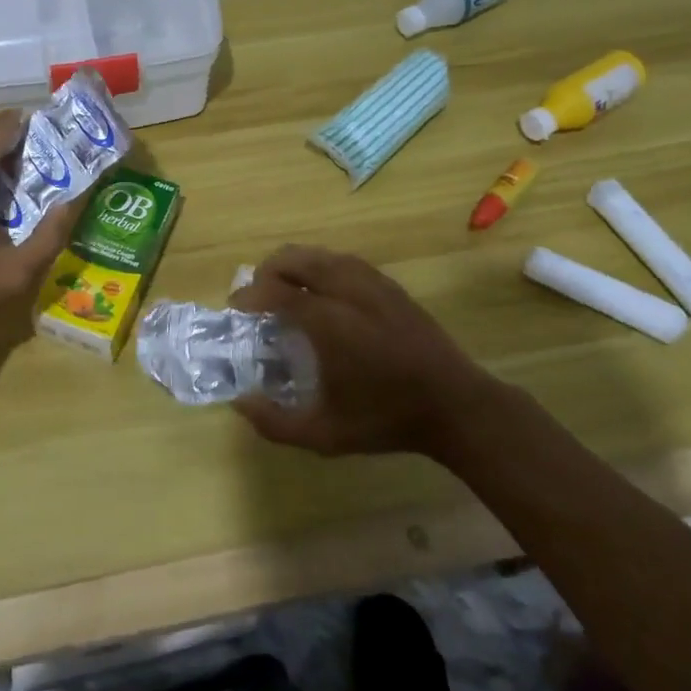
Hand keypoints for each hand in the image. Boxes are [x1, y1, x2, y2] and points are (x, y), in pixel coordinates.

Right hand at [230, 245, 495, 460]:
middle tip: (257, 296)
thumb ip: (275, 423)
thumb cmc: (387, 419)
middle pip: (295, 258)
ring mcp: (372, 282)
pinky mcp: (389, 284)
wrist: (454, 404)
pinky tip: (322, 291)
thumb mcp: (325, 435)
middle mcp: (347, 290)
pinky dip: (322, 267)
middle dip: (268, 271)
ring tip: (285, 290)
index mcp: (328, 321)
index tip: (236, 308)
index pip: (276, 291)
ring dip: (295, 266)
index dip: (249, 295)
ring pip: (321, 255)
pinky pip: (344, 261)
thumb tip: (240, 403)